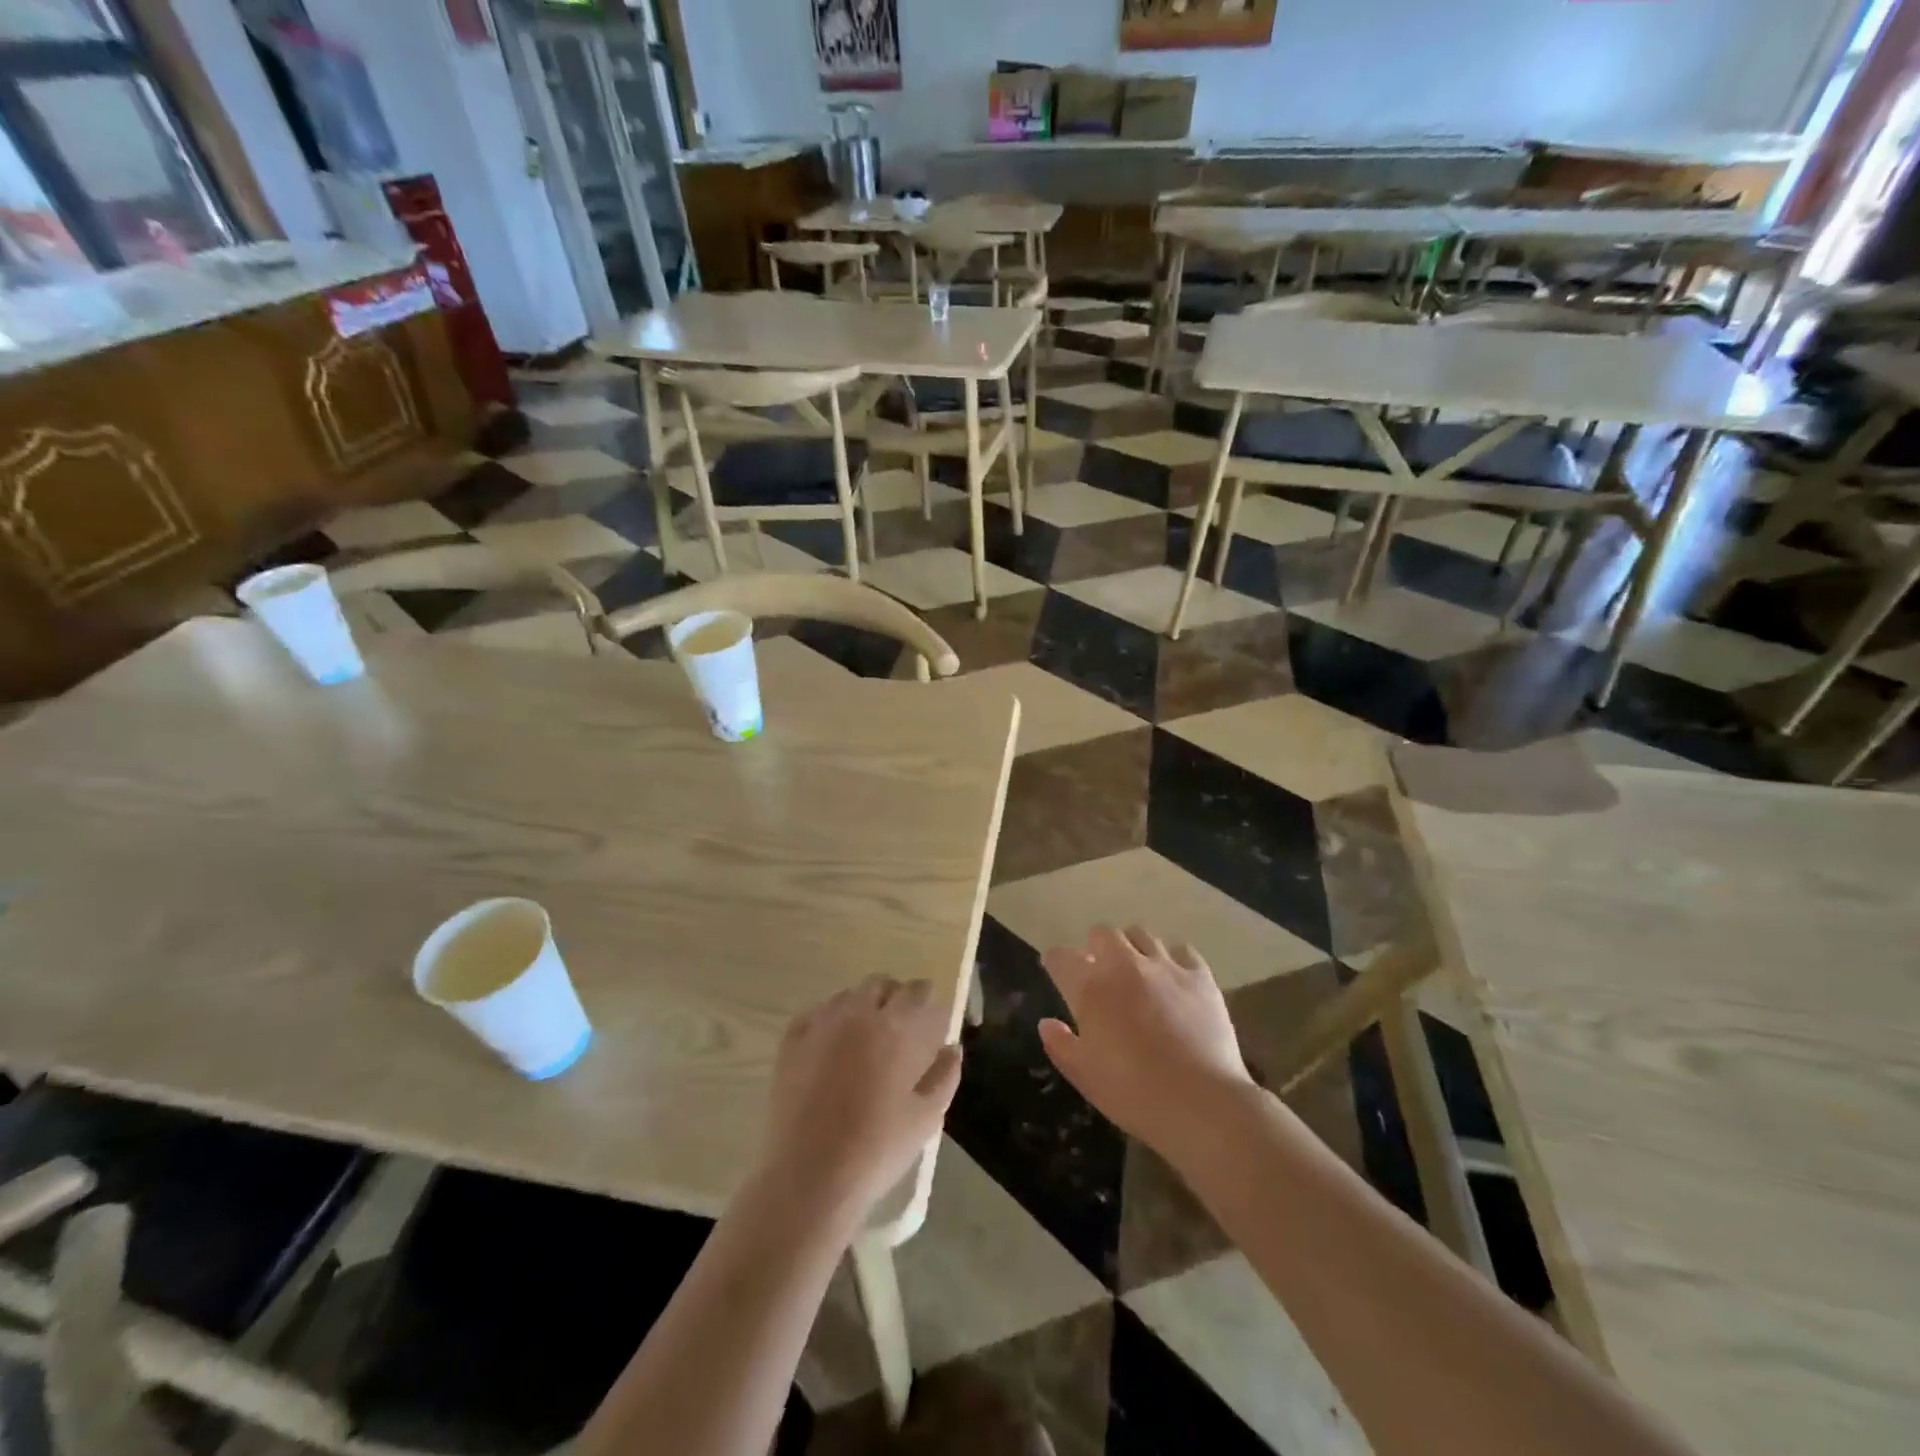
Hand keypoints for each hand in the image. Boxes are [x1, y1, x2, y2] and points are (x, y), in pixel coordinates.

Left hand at [755, 976, 962, 1234]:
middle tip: (899, 1025)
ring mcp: (820, 1024)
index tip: (930, 1013)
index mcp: (895, 1026)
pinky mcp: (791, 1042)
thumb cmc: (877, 1148)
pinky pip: (815, 1014)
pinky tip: (830, 1045)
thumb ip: (945, 1075)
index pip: (916, 990)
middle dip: (893, 996)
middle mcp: (857, 1013)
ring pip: (846, 996)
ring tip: (864, 1037)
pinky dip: (828, 1020)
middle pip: (879, 984)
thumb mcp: (926, 1117)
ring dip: (861, 1006)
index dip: (926, 998)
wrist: (810, 1175)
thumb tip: (952, 1047)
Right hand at [1039, 925, 1253, 1154]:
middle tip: (1098, 968)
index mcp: (1090, 989)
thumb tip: (1046, 1022)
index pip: (1061, 958)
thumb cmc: (1133, 1093)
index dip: (1055, 961)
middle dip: (1095, 946)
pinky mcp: (1200, 976)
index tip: (1056, 970)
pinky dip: (1173, 958)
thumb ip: (1060, 1045)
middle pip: (1102, 933)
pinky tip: (1174, 977)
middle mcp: (1124, 966)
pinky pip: (1182, 950)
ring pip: (1141, 934)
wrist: (1201, 1102)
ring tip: (1136, 969)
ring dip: (1132, 947)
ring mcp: (1165, 966)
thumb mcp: (1084, 1076)